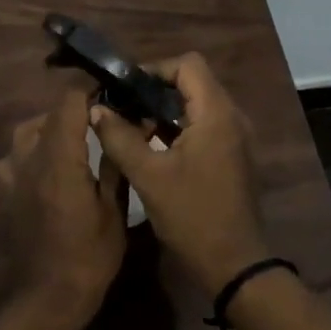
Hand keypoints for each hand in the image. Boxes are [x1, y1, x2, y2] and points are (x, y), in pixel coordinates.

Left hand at [0, 90, 127, 329]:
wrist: (47, 299)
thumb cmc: (89, 257)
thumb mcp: (114, 211)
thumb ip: (116, 163)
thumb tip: (130, 126)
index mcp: (60, 160)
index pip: (68, 102)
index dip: (90, 91)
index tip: (112, 93)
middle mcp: (30, 160)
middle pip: (47, 114)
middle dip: (73, 111)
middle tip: (102, 122)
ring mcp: (13, 176)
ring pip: (27, 133)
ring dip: (51, 129)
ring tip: (76, 142)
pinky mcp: (6, 193)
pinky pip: (16, 158)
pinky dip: (34, 152)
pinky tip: (51, 168)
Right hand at [90, 53, 267, 292]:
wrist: (233, 264)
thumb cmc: (192, 216)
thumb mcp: (148, 176)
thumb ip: (119, 138)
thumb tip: (96, 109)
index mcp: (217, 114)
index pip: (188, 64)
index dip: (155, 68)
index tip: (125, 88)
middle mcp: (231, 117)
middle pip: (193, 81)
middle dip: (155, 88)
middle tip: (122, 105)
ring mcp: (234, 137)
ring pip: (196, 104)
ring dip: (164, 109)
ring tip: (130, 125)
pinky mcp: (231, 155)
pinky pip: (202, 125)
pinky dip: (176, 127)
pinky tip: (150, 145)